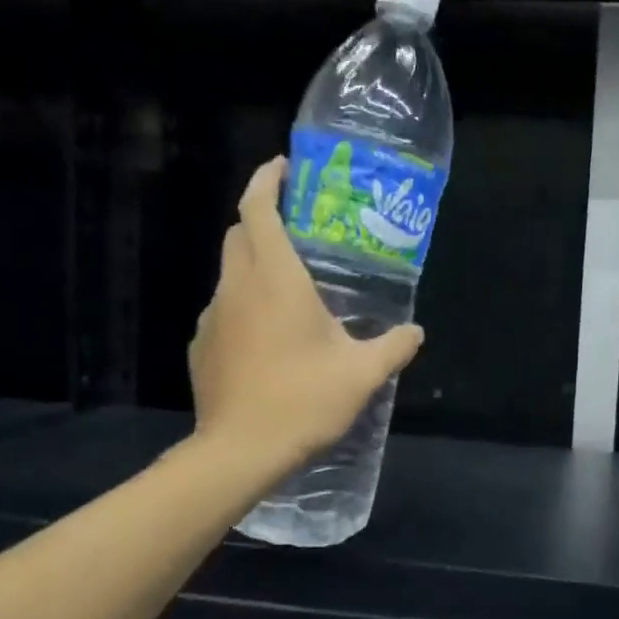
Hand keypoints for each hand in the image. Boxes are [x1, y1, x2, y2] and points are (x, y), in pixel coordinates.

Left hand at [187, 157, 422, 472]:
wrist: (239, 452)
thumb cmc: (303, 400)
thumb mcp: (362, 373)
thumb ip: (393, 347)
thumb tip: (416, 332)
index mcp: (275, 279)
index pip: (258, 209)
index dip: (267, 180)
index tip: (283, 167)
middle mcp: (237, 287)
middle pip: (240, 233)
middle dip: (262, 218)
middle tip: (299, 228)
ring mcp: (213, 317)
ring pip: (231, 273)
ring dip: (255, 265)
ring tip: (291, 289)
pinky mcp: (202, 346)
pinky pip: (225, 310)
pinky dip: (245, 305)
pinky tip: (269, 338)